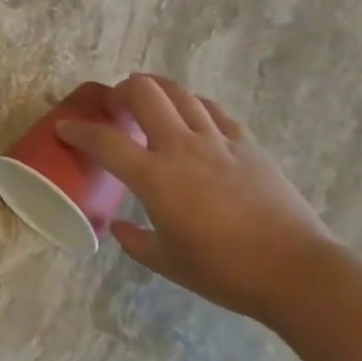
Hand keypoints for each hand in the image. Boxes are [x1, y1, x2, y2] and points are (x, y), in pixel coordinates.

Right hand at [59, 73, 337, 322]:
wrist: (296, 271)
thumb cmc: (225, 271)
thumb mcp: (168, 263)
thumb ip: (136, 241)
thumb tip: (119, 227)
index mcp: (155, 177)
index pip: (104, 141)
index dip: (78, 130)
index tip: (65, 128)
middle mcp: (181, 147)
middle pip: (144, 93)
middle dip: (122, 91)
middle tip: (115, 104)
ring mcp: (217, 141)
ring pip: (180, 93)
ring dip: (157, 89)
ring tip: (149, 98)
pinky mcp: (247, 144)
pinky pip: (214, 111)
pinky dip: (194, 106)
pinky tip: (192, 116)